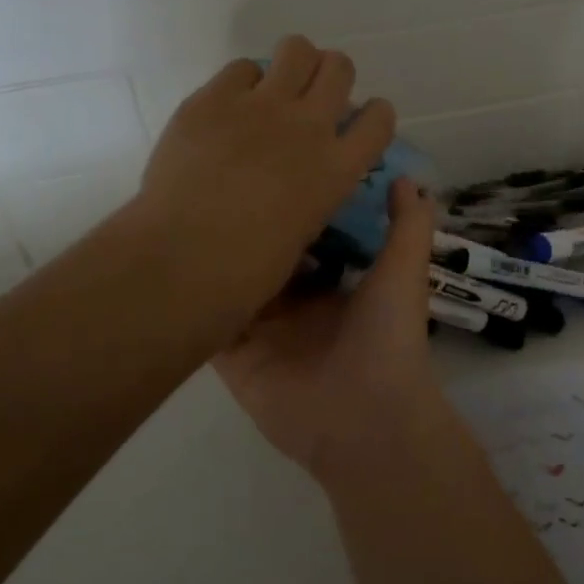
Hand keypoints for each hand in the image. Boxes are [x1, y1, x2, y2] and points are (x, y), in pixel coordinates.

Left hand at [132, 35, 396, 342]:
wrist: (181, 259)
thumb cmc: (246, 273)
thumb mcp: (303, 236)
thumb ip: (313, 198)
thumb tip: (304, 192)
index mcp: (337, 169)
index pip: (379, 119)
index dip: (372, 114)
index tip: (355, 122)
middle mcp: (309, 126)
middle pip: (340, 67)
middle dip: (330, 77)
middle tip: (310, 98)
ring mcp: (261, 106)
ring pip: (298, 48)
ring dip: (294, 63)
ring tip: (275, 88)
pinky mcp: (215, 98)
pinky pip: (241, 67)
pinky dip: (241, 82)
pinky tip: (228, 108)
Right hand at [216, 178, 447, 483]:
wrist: (366, 417)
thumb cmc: (388, 336)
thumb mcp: (405, 271)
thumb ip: (408, 225)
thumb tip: (410, 179)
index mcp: (333, 288)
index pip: (306, 240)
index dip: (295, 209)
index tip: (277, 167)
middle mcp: (296, 308)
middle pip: (266, 260)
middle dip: (252, 229)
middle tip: (226, 181)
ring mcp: (263, 334)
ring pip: (234, 285)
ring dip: (219, 257)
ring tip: (192, 206)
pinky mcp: (236, 359)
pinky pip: (210, 323)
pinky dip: (196, 298)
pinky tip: (174, 258)